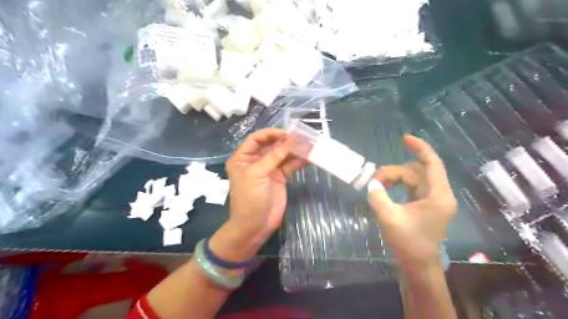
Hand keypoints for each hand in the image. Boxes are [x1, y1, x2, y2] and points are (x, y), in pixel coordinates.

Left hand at [225, 128, 306, 242]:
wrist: (255, 226)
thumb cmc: (249, 199)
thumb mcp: (257, 175)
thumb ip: (273, 157)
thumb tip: (290, 140)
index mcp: (243, 158)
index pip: (256, 139)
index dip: (270, 134)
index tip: (286, 133)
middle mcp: (255, 161)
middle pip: (271, 145)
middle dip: (285, 141)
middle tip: (301, 138)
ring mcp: (269, 169)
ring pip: (282, 155)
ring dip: (295, 151)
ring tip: (309, 146)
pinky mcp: (279, 178)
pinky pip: (289, 166)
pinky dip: (298, 162)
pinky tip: (309, 159)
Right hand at [369, 135, 455, 268]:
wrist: (418, 267)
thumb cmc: (408, 244)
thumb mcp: (389, 218)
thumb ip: (378, 196)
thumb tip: (371, 183)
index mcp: (438, 195)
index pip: (432, 163)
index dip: (420, 147)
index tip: (404, 138)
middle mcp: (438, 195)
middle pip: (416, 171)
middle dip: (394, 171)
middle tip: (374, 179)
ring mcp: (432, 200)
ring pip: (413, 179)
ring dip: (394, 178)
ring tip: (377, 185)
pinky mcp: (424, 206)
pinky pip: (411, 187)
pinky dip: (397, 185)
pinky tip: (385, 189)